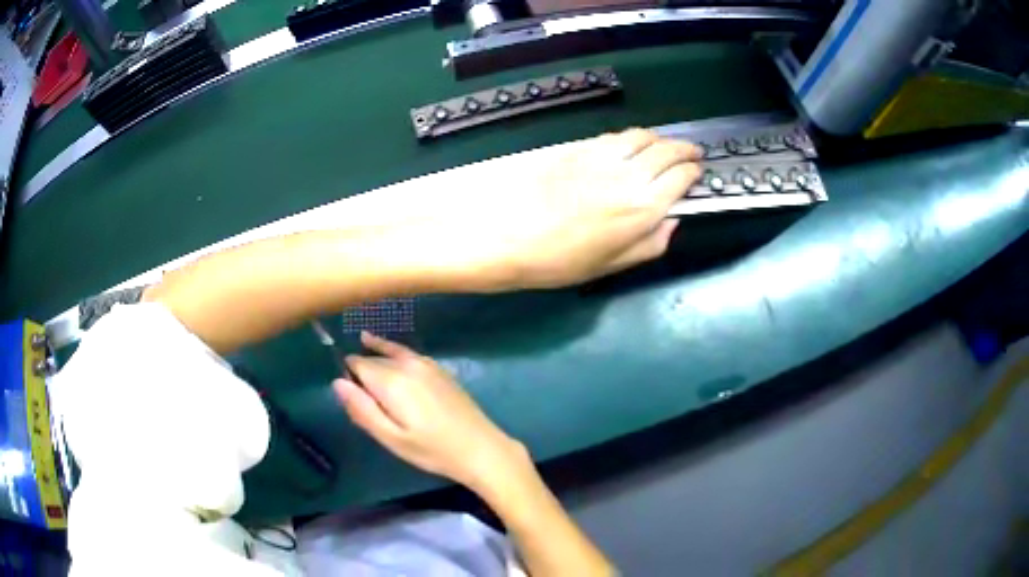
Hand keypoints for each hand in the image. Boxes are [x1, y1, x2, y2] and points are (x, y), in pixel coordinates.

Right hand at [334, 332, 527, 489]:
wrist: (480, 448)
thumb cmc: (432, 450)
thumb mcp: (391, 438)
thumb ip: (362, 409)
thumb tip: (337, 382)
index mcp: (392, 381)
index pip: (358, 364)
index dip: (348, 373)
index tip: (345, 389)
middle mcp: (408, 364)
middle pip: (374, 358)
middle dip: (363, 367)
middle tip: (358, 389)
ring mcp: (428, 364)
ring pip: (392, 352)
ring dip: (378, 352)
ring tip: (363, 340)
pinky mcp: (441, 369)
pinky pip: (409, 353)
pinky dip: (396, 352)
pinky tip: (393, 356)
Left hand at [459, 128, 701, 289]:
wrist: (506, 236)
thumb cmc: (559, 261)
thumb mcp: (611, 265)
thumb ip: (650, 243)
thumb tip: (671, 221)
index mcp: (642, 209)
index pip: (680, 177)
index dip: (693, 172)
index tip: (697, 173)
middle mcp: (629, 176)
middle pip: (666, 150)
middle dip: (685, 149)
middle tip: (692, 153)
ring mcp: (602, 157)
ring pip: (642, 136)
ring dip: (660, 139)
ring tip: (665, 146)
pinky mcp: (579, 148)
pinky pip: (615, 136)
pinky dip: (631, 138)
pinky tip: (630, 145)